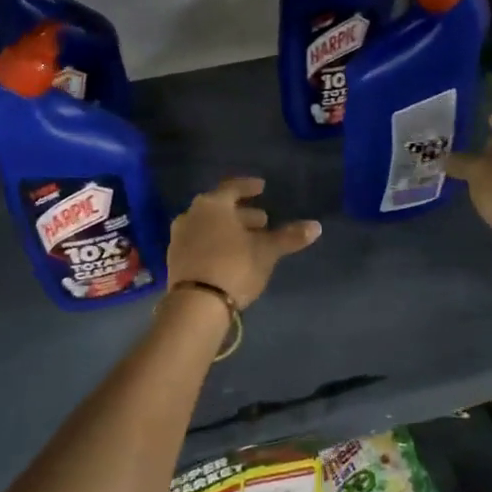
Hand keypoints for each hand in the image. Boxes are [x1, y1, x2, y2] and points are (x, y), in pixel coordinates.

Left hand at [167, 178, 320, 308]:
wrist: (196, 305)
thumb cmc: (234, 266)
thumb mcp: (266, 251)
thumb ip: (289, 237)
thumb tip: (316, 226)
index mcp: (212, 204)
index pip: (233, 188)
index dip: (249, 187)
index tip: (262, 187)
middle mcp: (191, 215)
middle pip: (220, 208)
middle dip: (242, 214)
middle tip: (262, 221)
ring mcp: (179, 238)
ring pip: (208, 226)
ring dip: (228, 230)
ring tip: (248, 241)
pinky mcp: (175, 260)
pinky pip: (199, 243)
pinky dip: (215, 244)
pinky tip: (229, 256)